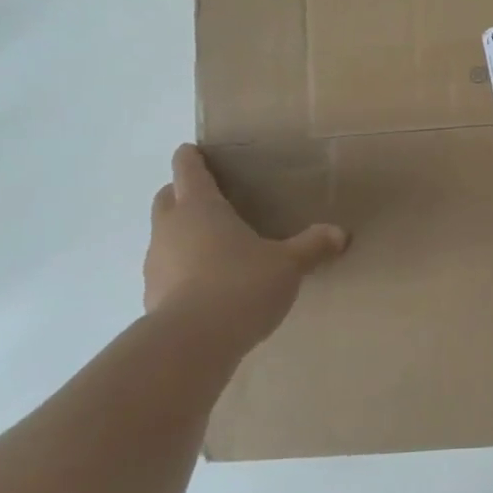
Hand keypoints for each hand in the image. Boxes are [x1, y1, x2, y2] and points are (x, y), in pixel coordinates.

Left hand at [143, 144, 347, 346]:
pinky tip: (206, 286)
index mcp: (201, 207)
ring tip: (213, 247)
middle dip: (182, 194)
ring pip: (164, 236)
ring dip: (181, 235)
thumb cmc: (241, 284)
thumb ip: (312, 246)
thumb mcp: (288, 265)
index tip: (194, 151)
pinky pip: (166, 271)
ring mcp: (155, 262)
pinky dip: (181, 270)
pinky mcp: (152, 296)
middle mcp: (170, 228)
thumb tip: (340, 233)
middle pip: (167, 198)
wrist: (193, 342)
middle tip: (211, 200)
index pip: (188, 169)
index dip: (191, 157)